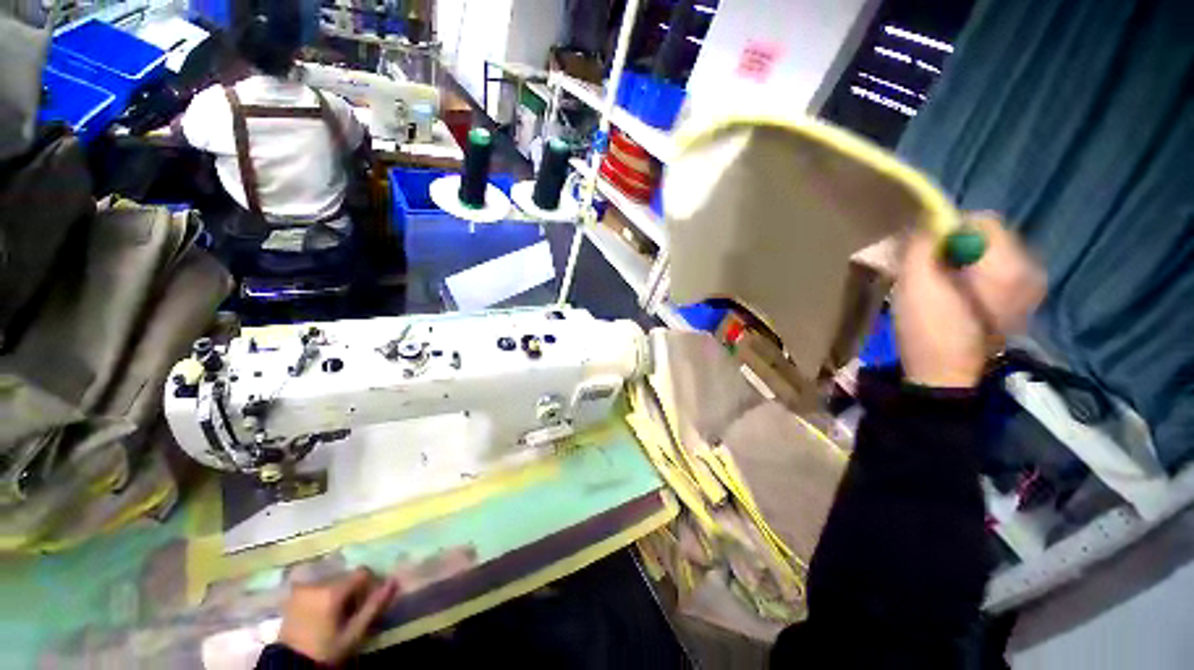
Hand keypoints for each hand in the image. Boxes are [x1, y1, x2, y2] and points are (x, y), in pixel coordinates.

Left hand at [277, 568, 397, 664]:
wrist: (290, 665)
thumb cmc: (326, 650)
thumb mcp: (354, 633)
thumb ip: (374, 606)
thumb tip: (395, 580)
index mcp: (332, 591)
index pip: (362, 573)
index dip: (370, 585)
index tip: (368, 603)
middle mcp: (317, 583)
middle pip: (347, 576)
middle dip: (353, 590)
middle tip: (352, 612)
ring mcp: (302, 587)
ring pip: (333, 579)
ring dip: (340, 591)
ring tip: (337, 614)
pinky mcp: (294, 593)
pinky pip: (318, 584)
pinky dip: (325, 592)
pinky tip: (323, 611)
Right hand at [893, 213, 1044, 387]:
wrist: (944, 378)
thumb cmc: (930, 329)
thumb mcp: (915, 282)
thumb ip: (922, 244)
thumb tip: (926, 221)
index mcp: (1010, 266)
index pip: (983, 221)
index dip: (947, 229)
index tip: (923, 252)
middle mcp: (1029, 273)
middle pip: (988, 239)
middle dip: (954, 247)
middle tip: (926, 269)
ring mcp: (1028, 292)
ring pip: (990, 257)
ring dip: (960, 262)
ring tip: (937, 285)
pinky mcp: (1019, 306)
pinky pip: (996, 275)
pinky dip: (972, 277)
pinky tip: (952, 297)